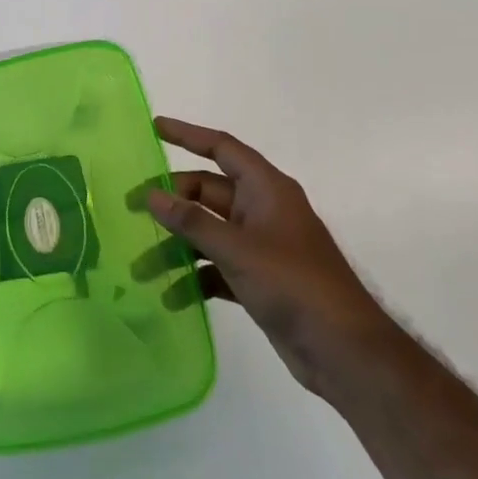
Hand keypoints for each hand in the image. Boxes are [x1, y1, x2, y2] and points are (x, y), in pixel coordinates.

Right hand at [145, 116, 393, 404]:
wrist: (345, 351)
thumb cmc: (294, 284)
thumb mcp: (237, 249)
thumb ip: (192, 221)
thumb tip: (151, 195)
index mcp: (266, 189)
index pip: (222, 148)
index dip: (188, 135)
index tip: (154, 127)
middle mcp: (262, 210)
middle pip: (208, 192)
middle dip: (171, 202)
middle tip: (132, 211)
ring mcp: (261, 247)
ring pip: (208, 233)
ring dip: (177, 247)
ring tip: (141, 267)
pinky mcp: (259, 280)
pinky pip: (217, 267)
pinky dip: (195, 277)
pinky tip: (172, 296)